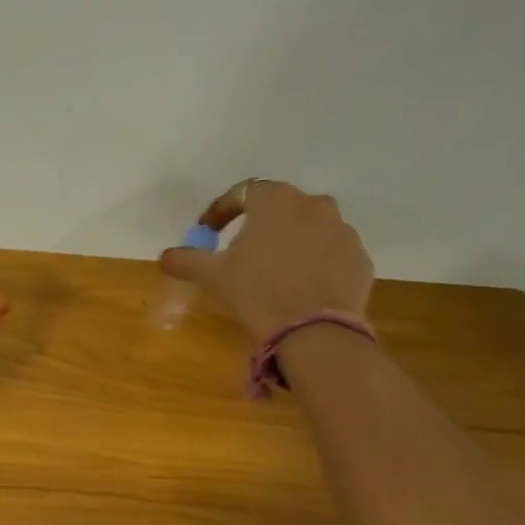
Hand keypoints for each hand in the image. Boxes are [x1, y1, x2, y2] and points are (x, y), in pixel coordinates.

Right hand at [159, 180, 373, 342]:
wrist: (315, 331)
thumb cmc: (257, 292)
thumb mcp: (213, 276)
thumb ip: (187, 260)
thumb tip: (165, 256)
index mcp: (275, 201)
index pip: (242, 193)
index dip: (221, 212)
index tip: (207, 232)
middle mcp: (313, 204)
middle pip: (279, 207)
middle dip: (259, 225)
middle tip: (242, 251)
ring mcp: (342, 230)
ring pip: (309, 229)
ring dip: (290, 242)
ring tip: (274, 272)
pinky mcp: (359, 257)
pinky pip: (330, 252)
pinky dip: (315, 262)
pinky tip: (301, 288)